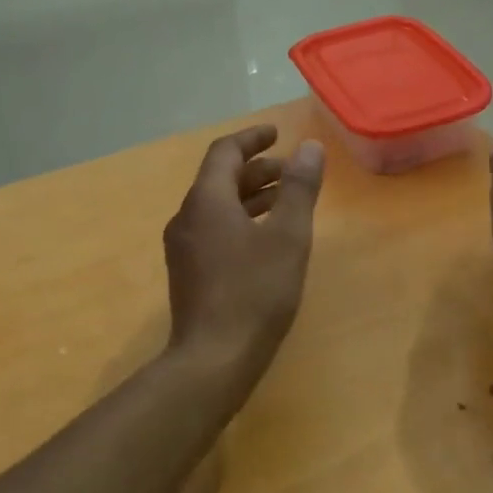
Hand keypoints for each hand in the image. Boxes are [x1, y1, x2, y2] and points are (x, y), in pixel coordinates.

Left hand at [163, 123, 325, 377]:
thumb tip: (309, 147)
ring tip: (284, 200)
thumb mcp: (288, 237)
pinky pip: (213, 229)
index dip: (252, 138)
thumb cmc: (254, 292)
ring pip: (217, 206)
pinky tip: (264, 239)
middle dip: (256, 169)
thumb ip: (299, 189)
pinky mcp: (188, 272)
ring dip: (249, 195)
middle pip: (219, 179)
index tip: (277, 134)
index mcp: (206, 201)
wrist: (213, 359)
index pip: (224, 152)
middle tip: (290, 171)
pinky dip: (240, 220)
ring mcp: (183, 247)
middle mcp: (187, 217)